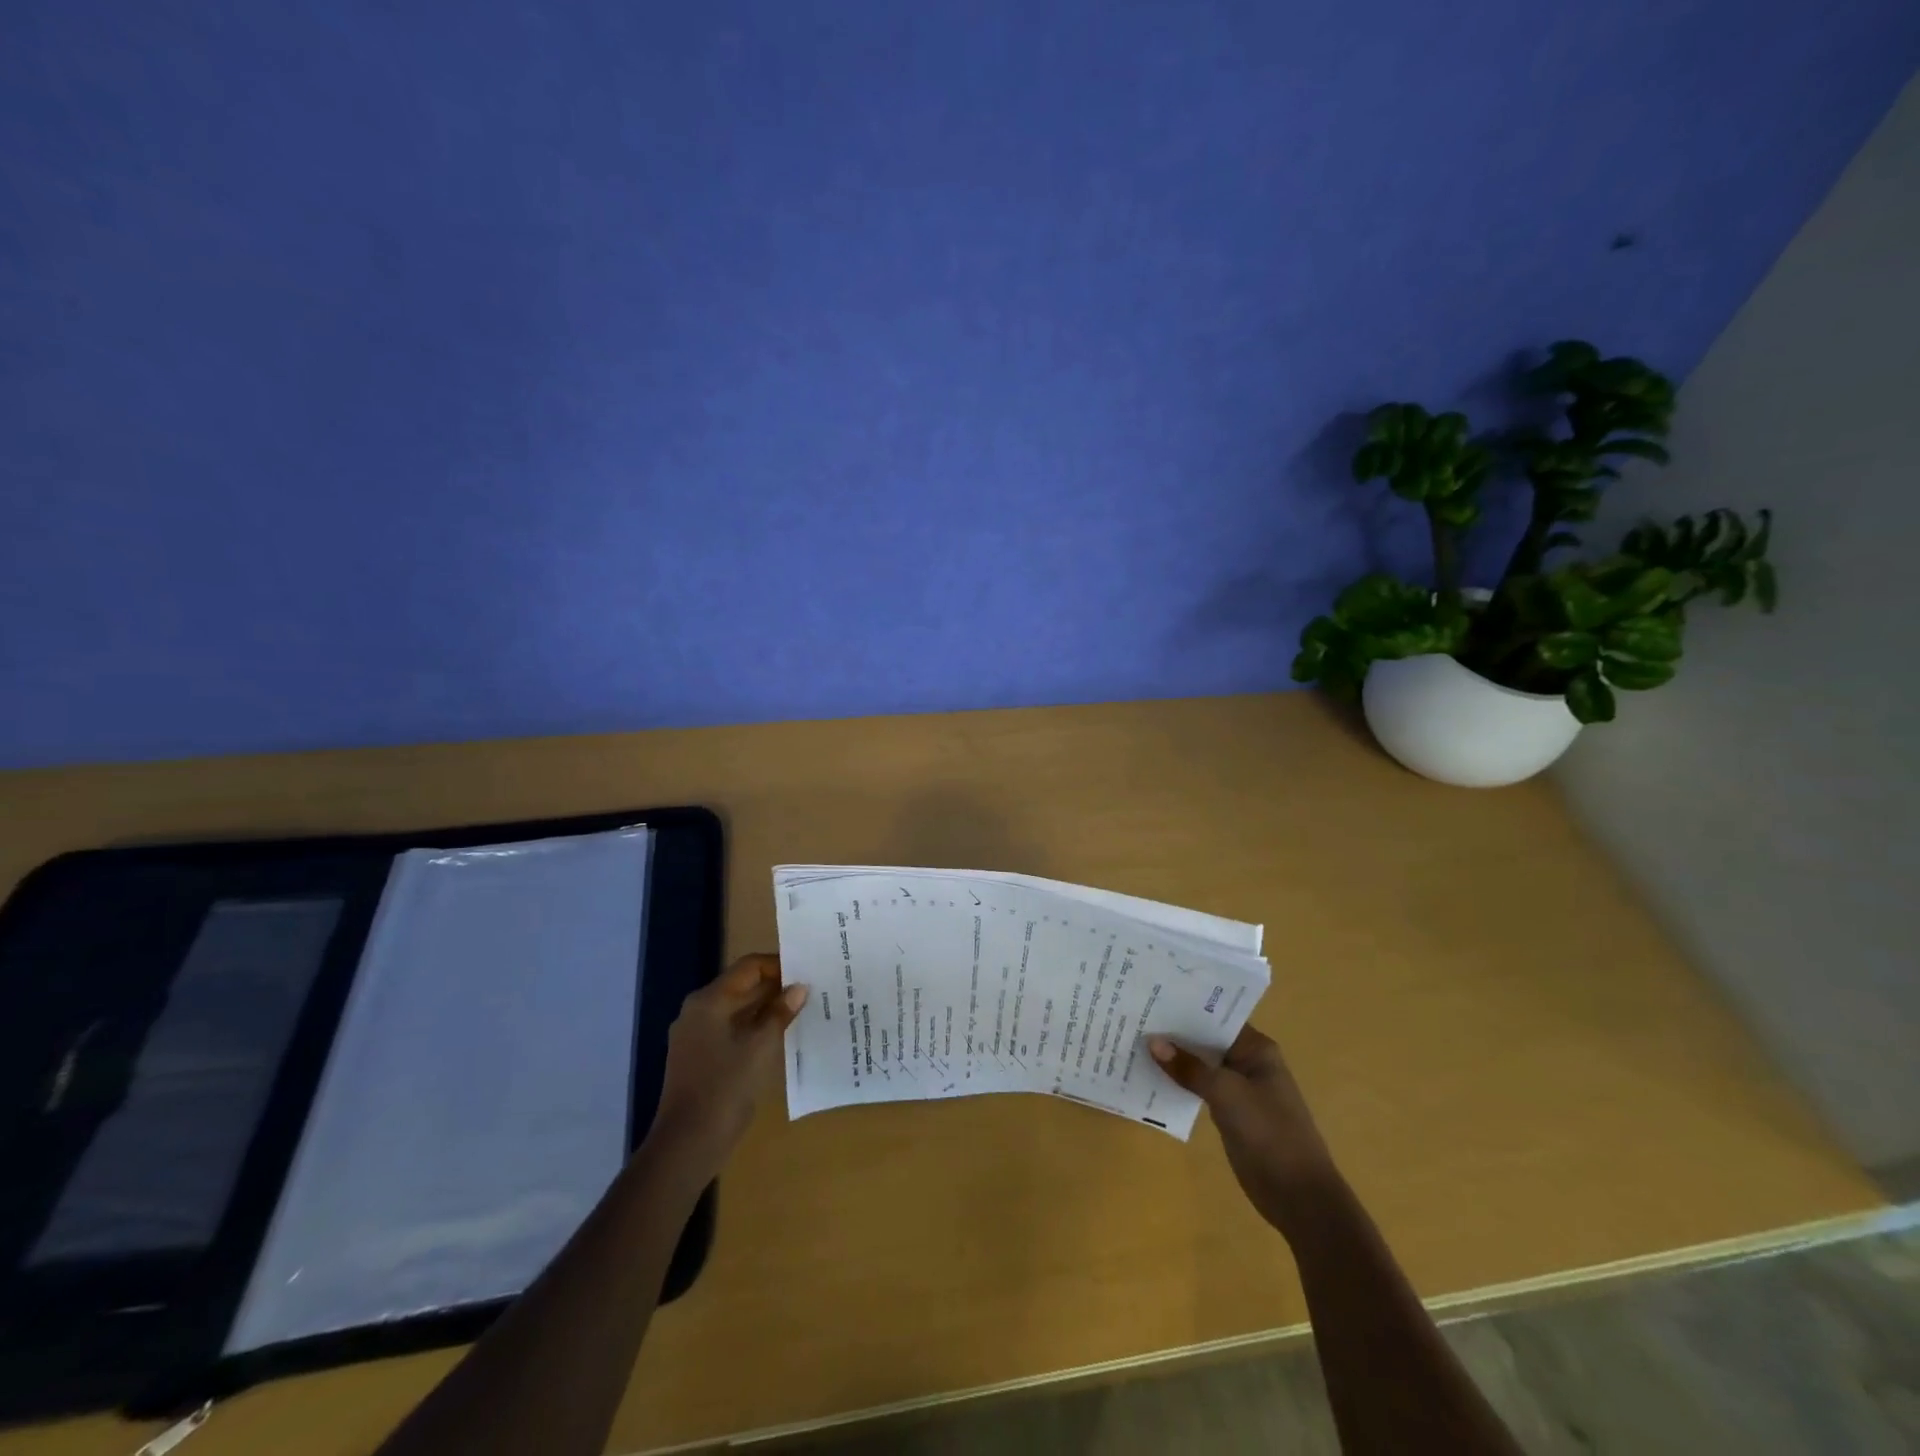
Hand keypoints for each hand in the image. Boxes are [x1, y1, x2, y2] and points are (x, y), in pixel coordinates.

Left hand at [649, 954, 806, 1171]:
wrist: (687, 1143)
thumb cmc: (725, 1087)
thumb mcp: (761, 1047)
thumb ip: (780, 1013)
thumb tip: (799, 988)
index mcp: (709, 1000)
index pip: (748, 967)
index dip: (778, 965)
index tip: (807, 971)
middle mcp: (698, 1011)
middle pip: (742, 986)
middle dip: (775, 988)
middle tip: (809, 991)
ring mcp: (696, 1035)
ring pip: (737, 1010)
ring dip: (766, 1010)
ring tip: (800, 1012)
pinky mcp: (699, 1057)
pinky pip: (731, 1030)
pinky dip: (754, 1028)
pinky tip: (778, 1038)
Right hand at [1150, 1026, 1337, 1235]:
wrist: (1299, 1196)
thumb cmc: (1269, 1133)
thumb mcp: (1227, 1094)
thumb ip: (1189, 1068)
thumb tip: (1152, 1041)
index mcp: (1256, 1049)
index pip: (1215, 1018)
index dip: (1185, 1008)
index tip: (1150, 997)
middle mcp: (1248, 1062)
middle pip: (1206, 1040)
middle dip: (1175, 1033)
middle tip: (1134, 1016)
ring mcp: (1239, 1089)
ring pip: (1201, 1065)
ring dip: (1175, 1059)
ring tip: (1134, 1041)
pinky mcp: (1230, 1113)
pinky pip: (1200, 1088)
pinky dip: (1180, 1082)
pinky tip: (1151, 1076)